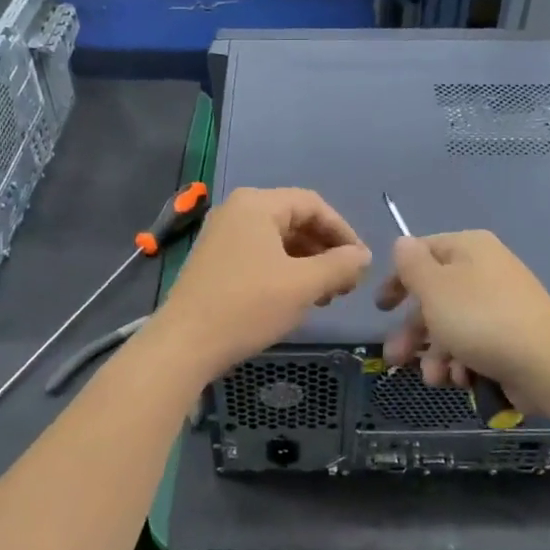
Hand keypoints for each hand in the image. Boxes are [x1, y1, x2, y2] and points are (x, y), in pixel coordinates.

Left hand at [154, 188, 371, 379]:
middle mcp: (237, 211)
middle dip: (326, 250)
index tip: (361, 263)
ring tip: (326, 296)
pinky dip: (284, 272)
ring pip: (278, 241)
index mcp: (257, 204)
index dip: (344, 232)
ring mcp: (222, 236)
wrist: (185, 344)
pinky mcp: (214, 262)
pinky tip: (297, 298)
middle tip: (346, 283)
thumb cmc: (248, 307)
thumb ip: (340, 265)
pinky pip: (260, 256)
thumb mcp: (303, 285)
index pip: (314, 205)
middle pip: (295, 221)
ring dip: (308, 264)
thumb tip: (364, 256)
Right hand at [375, 230, 549, 413]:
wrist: (546, 364)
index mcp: (469, 249)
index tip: (382, 308)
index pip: (422, 253)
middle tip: (395, 358)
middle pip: (434, 298)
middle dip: (412, 332)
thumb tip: (403, 243)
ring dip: (435, 355)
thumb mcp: (434, 287)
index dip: (397, 280)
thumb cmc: (480, 319)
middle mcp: (485, 272)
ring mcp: (500, 306)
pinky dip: (462, 363)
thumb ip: (412, 264)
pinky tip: (462, 379)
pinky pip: (474, 346)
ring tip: (436, 378)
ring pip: (451, 328)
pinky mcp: (510, 338)